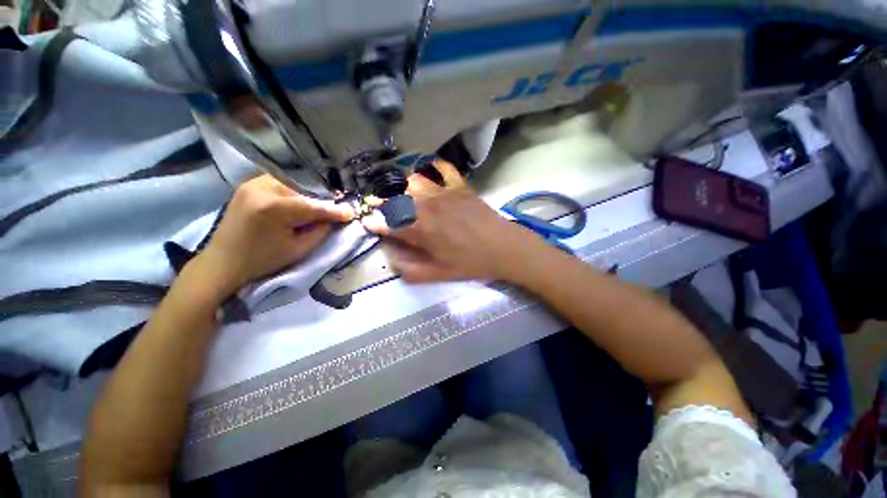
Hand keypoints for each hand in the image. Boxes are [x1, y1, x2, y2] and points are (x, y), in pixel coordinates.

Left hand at [195, 175, 353, 293]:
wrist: (222, 262)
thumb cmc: (262, 260)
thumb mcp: (299, 249)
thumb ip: (320, 231)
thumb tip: (334, 218)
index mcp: (274, 208)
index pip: (313, 206)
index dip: (334, 210)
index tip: (350, 213)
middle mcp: (262, 188)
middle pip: (303, 192)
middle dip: (319, 203)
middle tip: (330, 214)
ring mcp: (252, 184)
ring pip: (293, 186)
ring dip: (306, 198)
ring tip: (312, 212)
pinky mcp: (247, 185)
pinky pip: (279, 185)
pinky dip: (292, 194)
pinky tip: (294, 205)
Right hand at [363, 161, 540, 282]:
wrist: (503, 247)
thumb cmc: (470, 263)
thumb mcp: (438, 274)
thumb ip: (410, 269)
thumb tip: (391, 258)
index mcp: (420, 230)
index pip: (388, 223)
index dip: (374, 223)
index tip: (368, 222)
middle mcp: (426, 206)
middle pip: (396, 198)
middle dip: (385, 203)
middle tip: (386, 209)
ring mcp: (444, 192)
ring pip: (413, 180)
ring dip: (404, 187)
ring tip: (405, 194)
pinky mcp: (459, 185)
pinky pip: (443, 168)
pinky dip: (434, 166)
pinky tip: (430, 172)